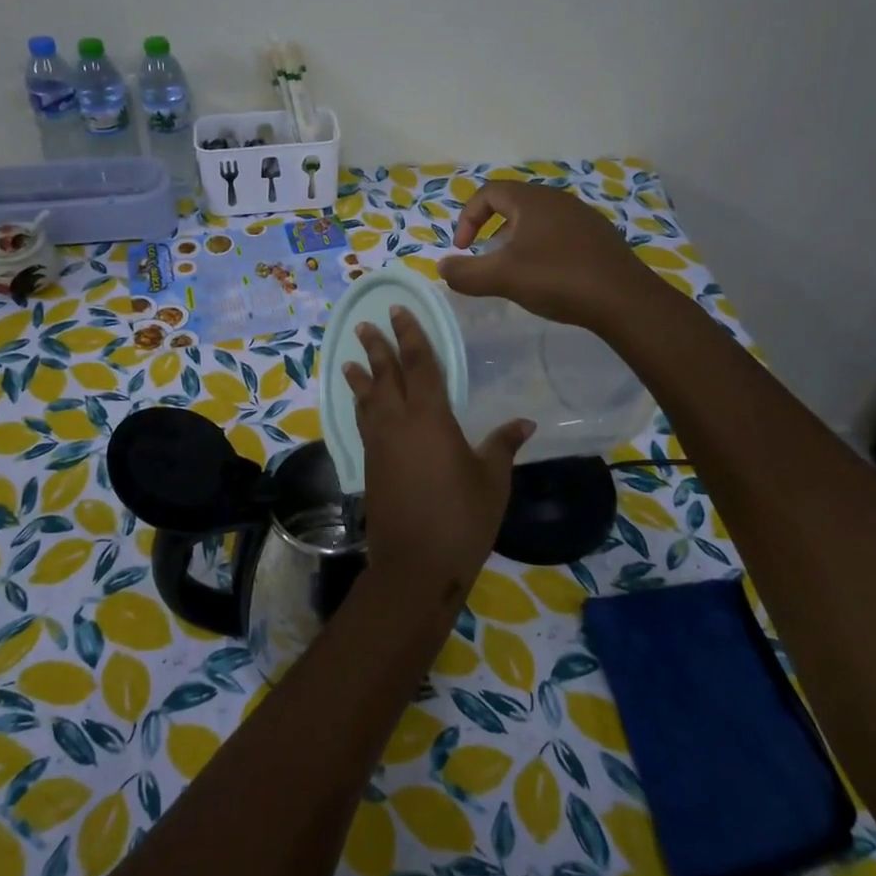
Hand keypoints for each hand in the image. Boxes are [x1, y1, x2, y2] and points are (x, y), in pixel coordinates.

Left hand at [343, 307, 532, 598]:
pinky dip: (360, 405)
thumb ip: (502, 445)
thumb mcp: (491, 480)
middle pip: (385, 375)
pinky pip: (363, 421)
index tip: (399, 311)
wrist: (415, 564)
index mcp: (430, 418)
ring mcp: (379, 444)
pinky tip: (360, 404)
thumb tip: (524, 422)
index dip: (410, 336)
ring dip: (361, 375)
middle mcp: (398, 423)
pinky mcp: (370, 464)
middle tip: (366, 324)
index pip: (419, 365)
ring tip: (351, 358)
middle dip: (377, 347)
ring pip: (367, 398)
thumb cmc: (461, 518)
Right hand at [439, 179, 649, 329]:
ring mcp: (582, 217)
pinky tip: (547, 278)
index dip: (467, 218)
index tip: (463, 249)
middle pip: (512, 204)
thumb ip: (466, 273)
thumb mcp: (502, 278)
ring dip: (516, 240)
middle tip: (485, 259)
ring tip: (513, 271)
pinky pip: (559, 234)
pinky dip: (541, 249)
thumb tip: (442, 267)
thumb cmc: (558, 279)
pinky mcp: (599, 238)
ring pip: (537, 220)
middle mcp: (558, 200)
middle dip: (491, 229)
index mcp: (532, 200)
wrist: (625, 300)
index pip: (487, 192)